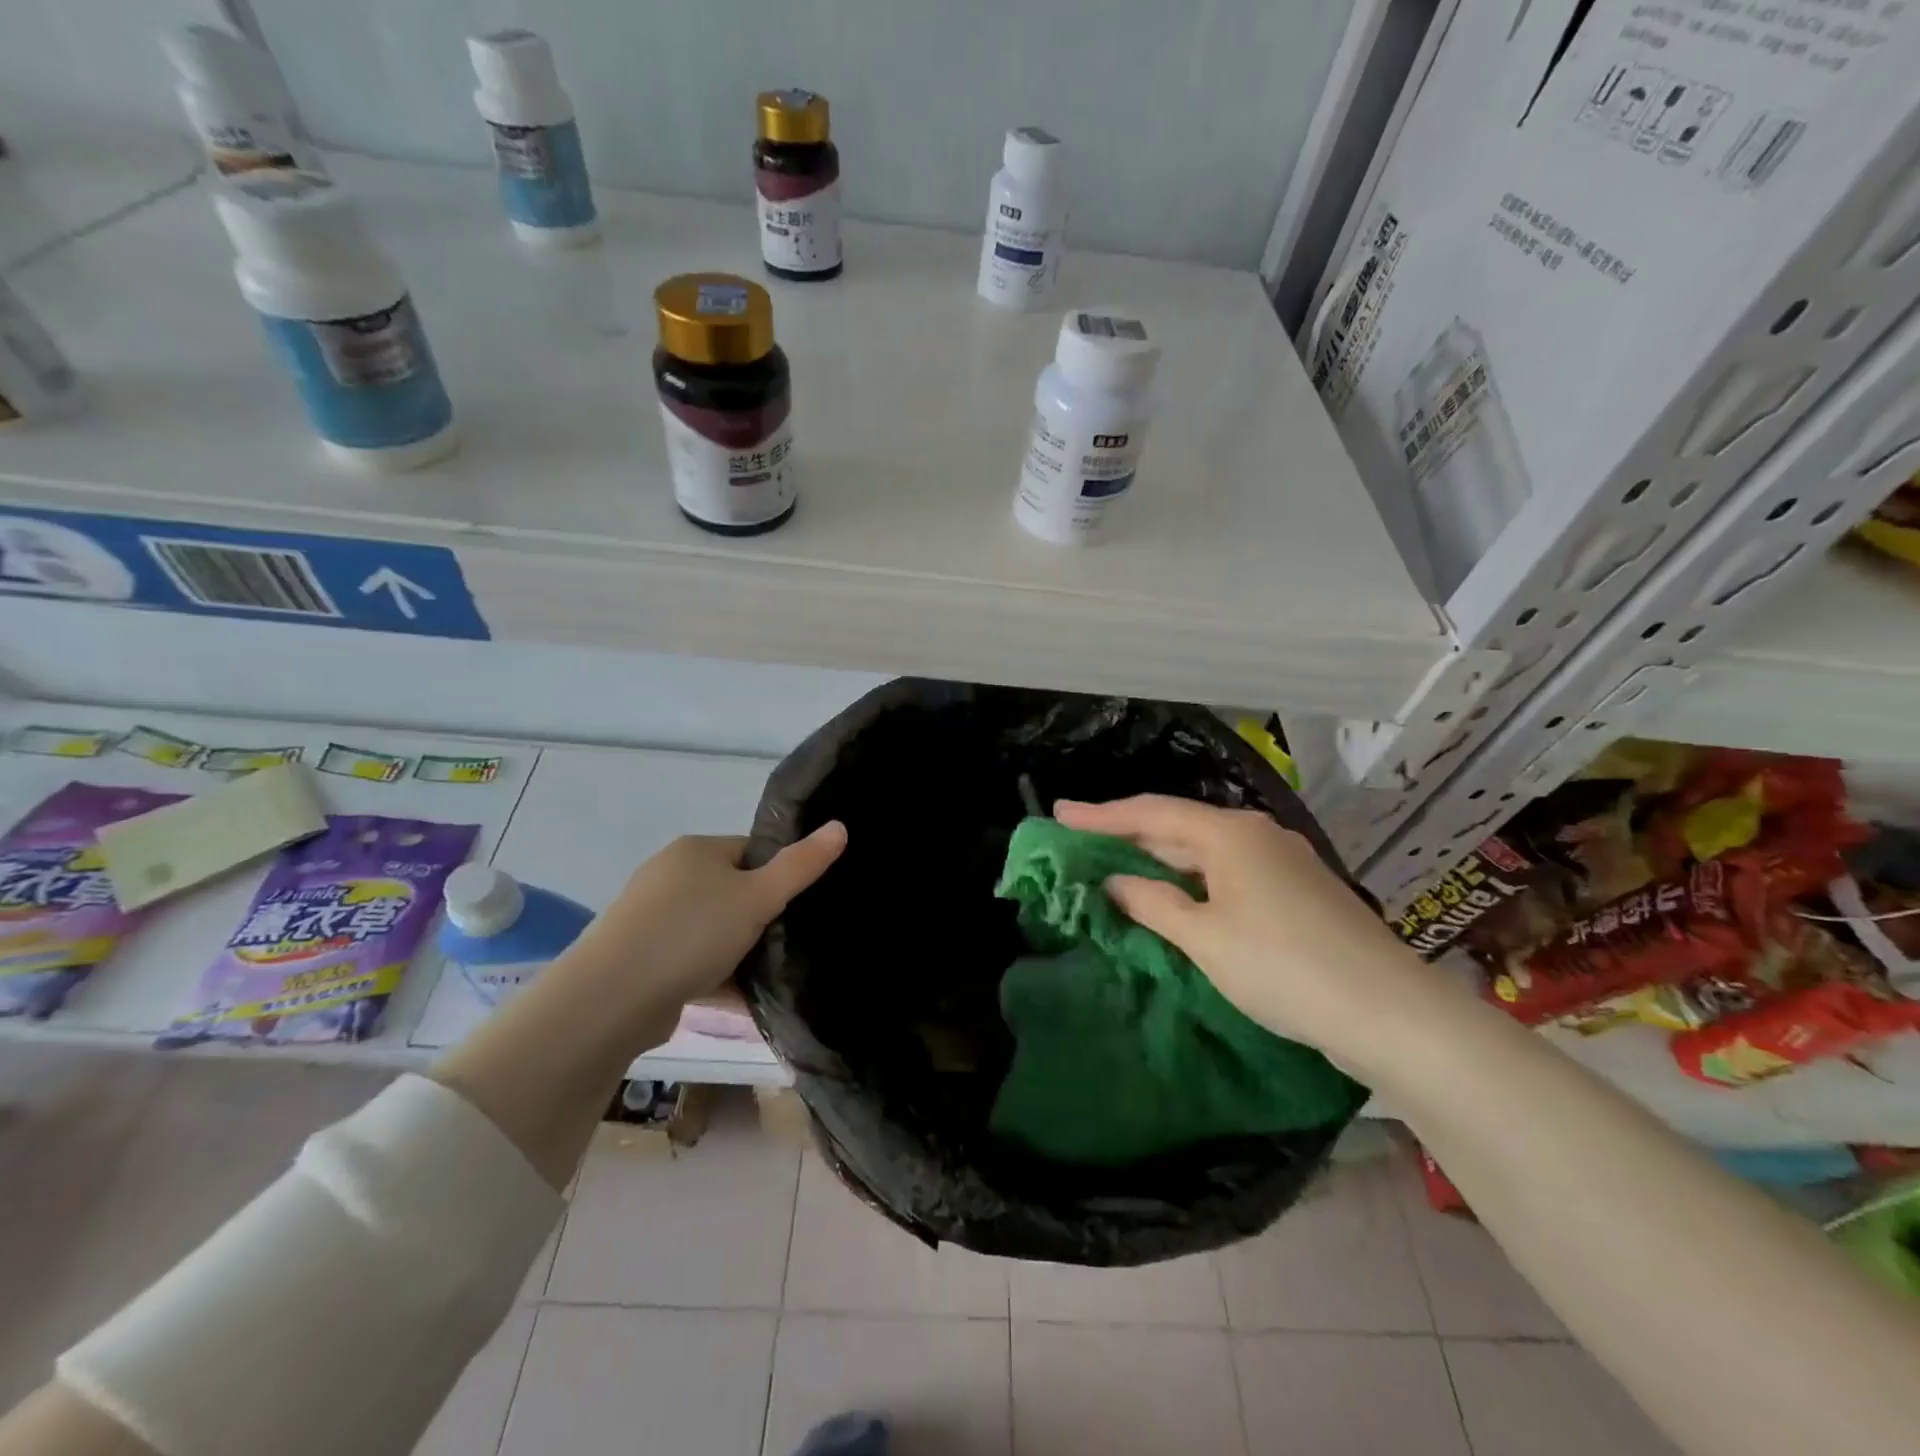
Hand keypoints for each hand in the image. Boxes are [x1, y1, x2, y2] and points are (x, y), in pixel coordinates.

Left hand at [565, 822, 847, 1017]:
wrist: (610, 999)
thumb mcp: (757, 897)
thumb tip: (840, 826)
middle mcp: (670, 876)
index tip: (800, 905)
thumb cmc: (690, 933)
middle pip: (733, 891)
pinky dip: (716, 977)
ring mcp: (651, 919)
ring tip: (771, 975)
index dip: (780, 874)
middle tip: (788, 942)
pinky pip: (692, 961)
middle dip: (761, 918)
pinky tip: (742, 1001)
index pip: (752, 851)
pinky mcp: (642, 959)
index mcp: (696, 851)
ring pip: (713, 930)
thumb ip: (801, 865)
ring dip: (739, 952)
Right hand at [1054, 796, 1436, 1064]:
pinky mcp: (1296, 892)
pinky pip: (1227, 873)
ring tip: (1115, 866)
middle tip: (1079, 840)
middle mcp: (1256, 834)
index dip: (1101, 815)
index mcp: (1229, 833)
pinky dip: (1191, 881)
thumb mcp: (1204, 937)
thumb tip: (1113, 881)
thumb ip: (1152, 902)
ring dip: (1159, 860)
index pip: (1151, 812)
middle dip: (1128, 834)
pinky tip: (1174, 896)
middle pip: (1178, 827)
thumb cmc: (1282, 967)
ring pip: (1204, 852)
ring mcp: (1281, 861)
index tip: (1059, 813)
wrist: (1388, 1012)